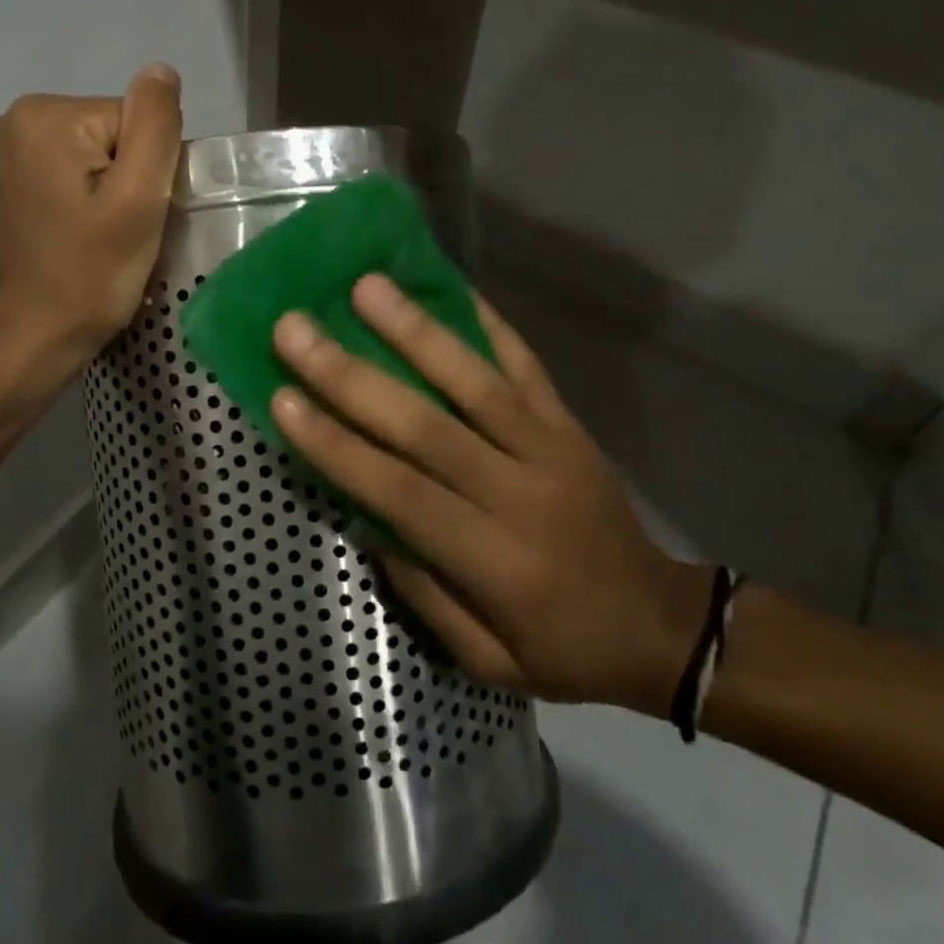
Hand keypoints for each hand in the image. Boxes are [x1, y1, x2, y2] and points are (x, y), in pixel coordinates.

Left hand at [0, 65, 182, 380]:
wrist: (29, 341)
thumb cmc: (88, 275)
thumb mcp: (138, 199)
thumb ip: (155, 126)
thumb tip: (162, 71)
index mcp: (46, 115)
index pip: (135, 122)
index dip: (150, 172)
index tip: (136, 218)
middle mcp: (16, 122)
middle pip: (113, 137)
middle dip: (129, 183)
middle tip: (122, 234)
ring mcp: (5, 157)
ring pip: (95, 161)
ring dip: (111, 198)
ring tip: (101, 242)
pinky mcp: (7, 189)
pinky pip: (70, 180)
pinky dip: (86, 207)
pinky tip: (80, 242)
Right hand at [269, 275, 708, 713]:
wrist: (661, 624)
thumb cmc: (564, 651)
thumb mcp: (486, 659)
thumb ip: (422, 591)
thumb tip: (364, 517)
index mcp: (492, 558)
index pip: (399, 491)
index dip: (337, 446)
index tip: (281, 399)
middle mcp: (518, 491)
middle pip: (425, 425)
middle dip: (352, 375)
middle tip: (296, 328)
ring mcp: (550, 447)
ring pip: (475, 381)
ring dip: (416, 330)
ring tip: (365, 286)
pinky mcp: (570, 424)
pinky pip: (527, 364)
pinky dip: (489, 321)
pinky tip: (451, 284)